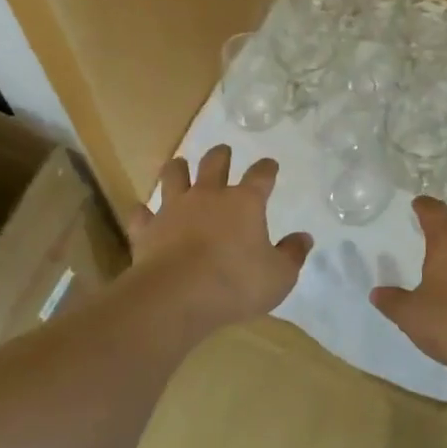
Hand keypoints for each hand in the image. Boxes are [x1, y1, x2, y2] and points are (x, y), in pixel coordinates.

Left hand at [128, 145, 312, 330]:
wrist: (178, 295)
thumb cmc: (236, 283)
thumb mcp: (279, 276)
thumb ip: (292, 255)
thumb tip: (304, 238)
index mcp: (244, 202)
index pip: (260, 176)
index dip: (267, 168)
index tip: (270, 165)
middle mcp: (209, 196)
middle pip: (214, 163)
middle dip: (221, 155)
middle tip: (223, 152)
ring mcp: (175, 208)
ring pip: (174, 175)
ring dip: (178, 168)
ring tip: (180, 165)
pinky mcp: (148, 229)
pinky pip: (142, 214)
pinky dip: (143, 213)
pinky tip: (143, 213)